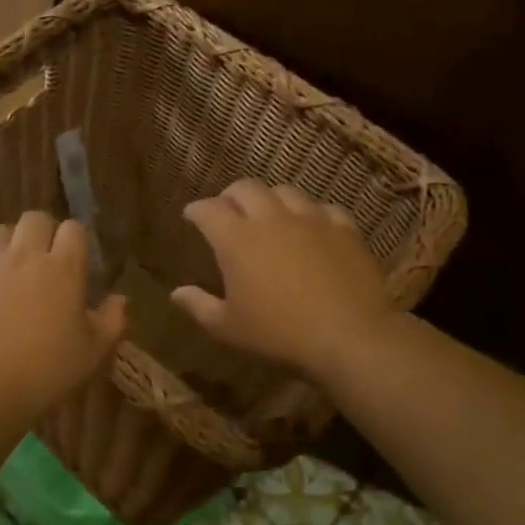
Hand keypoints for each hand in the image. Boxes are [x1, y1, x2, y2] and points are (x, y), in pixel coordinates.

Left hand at [0, 211, 127, 423]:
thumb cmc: (42, 375)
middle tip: (40, 263)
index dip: (76, 242)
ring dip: (5, 246)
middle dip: (41, 233)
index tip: (75, 263)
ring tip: (4, 272)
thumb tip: (120, 298)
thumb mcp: (92, 355)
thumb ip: (112, 321)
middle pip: (35, 219)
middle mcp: (23, 254)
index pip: (74, 229)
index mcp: (62, 268)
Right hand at [172, 179, 389, 376]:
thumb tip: (176, 293)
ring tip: (270, 214)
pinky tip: (312, 227)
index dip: (196, 210)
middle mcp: (271, 218)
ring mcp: (310, 220)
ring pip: (285, 191)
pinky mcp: (344, 229)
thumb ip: (198, 306)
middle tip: (227, 210)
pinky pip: (324, 209)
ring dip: (271, 199)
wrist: (348, 336)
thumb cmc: (278, 334)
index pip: (207, 210)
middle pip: (245, 188)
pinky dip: (311, 214)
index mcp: (236, 239)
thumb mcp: (228, 328)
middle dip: (230, 195)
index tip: (191, 216)